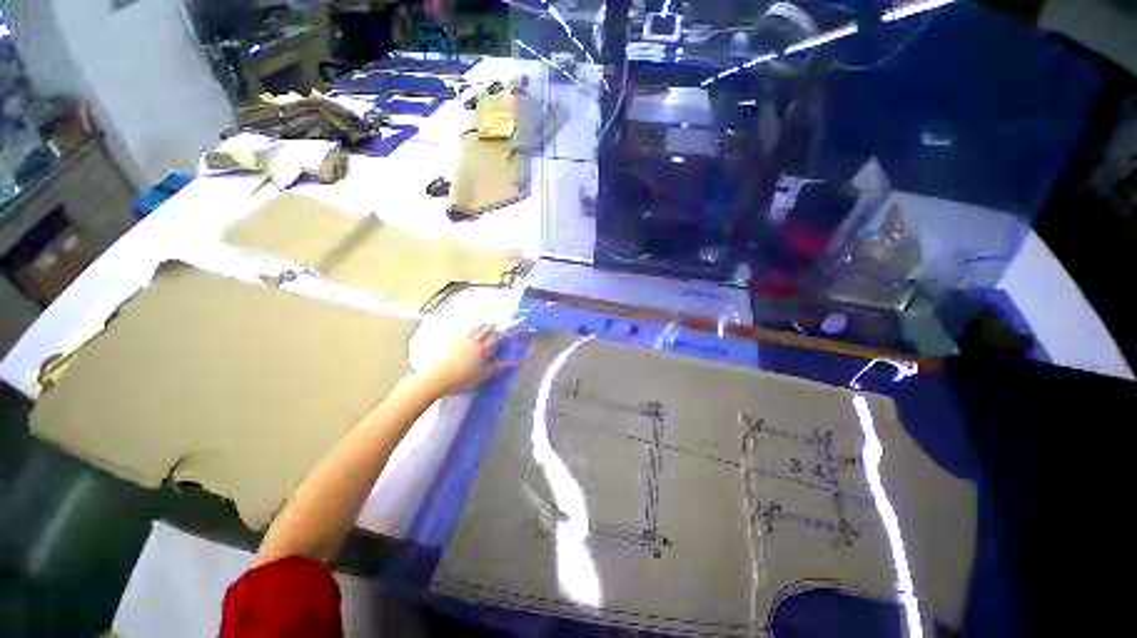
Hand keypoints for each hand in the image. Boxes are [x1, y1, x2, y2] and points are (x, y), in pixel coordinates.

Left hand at [414, 323, 514, 397]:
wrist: (436, 378)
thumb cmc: (462, 379)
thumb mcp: (482, 376)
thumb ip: (497, 368)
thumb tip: (514, 362)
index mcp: (481, 351)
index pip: (494, 342)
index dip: (500, 338)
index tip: (505, 333)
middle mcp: (472, 343)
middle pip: (482, 333)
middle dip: (489, 328)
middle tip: (494, 323)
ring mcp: (459, 342)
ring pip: (471, 332)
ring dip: (478, 326)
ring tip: (483, 321)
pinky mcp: (448, 344)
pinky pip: (458, 335)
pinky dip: (464, 333)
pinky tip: (463, 333)